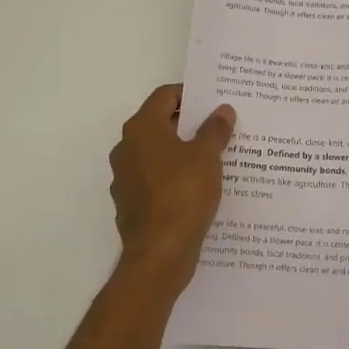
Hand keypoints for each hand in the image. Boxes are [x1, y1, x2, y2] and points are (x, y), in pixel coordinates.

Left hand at [108, 84, 234, 294]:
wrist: (159, 254)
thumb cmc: (183, 193)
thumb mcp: (207, 156)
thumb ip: (215, 130)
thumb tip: (222, 110)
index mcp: (141, 129)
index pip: (165, 95)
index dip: (190, 94)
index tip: (214, 100)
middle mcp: (127, 148)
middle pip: (160, 124)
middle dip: (190, 124)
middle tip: (221, 126)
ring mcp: (125, 178)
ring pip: (158, 154)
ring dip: (183, 152)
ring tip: (216, 157)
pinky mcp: (132, 204)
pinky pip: (156, 181)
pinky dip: (175, 178)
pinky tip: (200, 188)